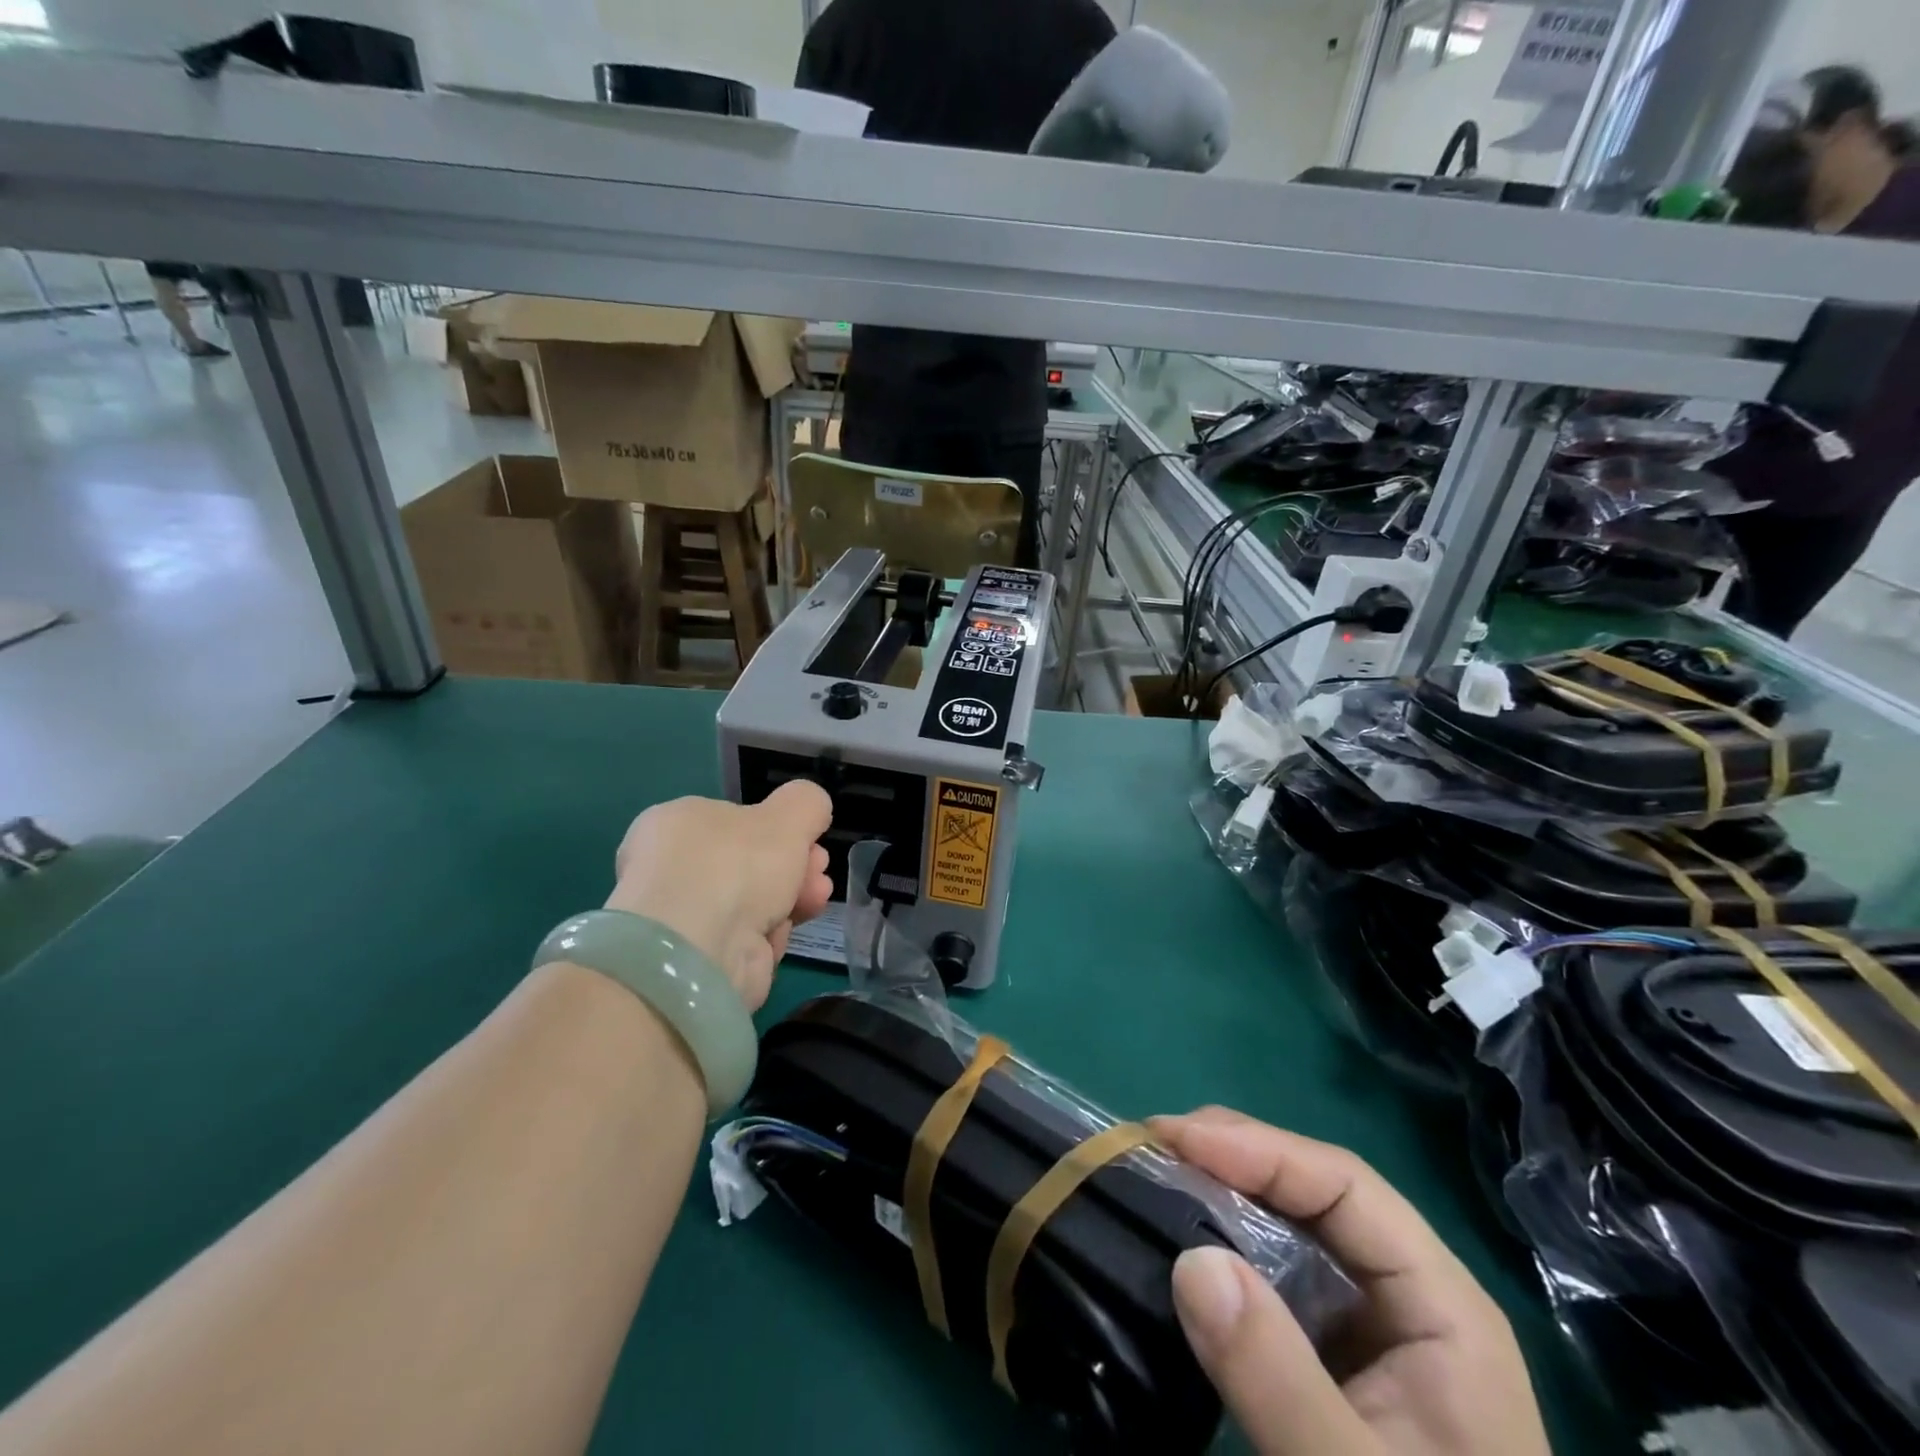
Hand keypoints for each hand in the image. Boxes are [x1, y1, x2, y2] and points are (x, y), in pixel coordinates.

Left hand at [605, 783, 833, 1011]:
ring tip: (817, 898)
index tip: (810, 839)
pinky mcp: (699, 958)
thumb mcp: (789, 814)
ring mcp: (684, 916)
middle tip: (819, 867)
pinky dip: (770, 933)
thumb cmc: (738, 865)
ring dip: (792, 896)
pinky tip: (784, 930)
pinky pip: (746, 937)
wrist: (703, 950)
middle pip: (749, 861)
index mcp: (676, 823)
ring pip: (753, 900)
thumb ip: (806, 803)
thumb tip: (811, 809)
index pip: (734, 820)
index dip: (778, 828)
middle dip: (794, 864)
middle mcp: (672, 867)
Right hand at [1151, 1109, 1548, 1455]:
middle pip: (1314, 1192)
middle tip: (1152, 1145)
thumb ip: (1278, 1378)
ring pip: (1291, 1228)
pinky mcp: (1334, 1358)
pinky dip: (1224, 1249)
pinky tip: (1182, 1244)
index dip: (1259, 1148)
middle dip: (1233, 1157)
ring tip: (1154, 1175)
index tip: (1175, 1138)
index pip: (1345, 1185)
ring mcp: (1369, 1327)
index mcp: (1440, 1304)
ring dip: (1221, 1193)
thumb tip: (1191, 1259)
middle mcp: (1405, 1294)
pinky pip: (1275, 1278)